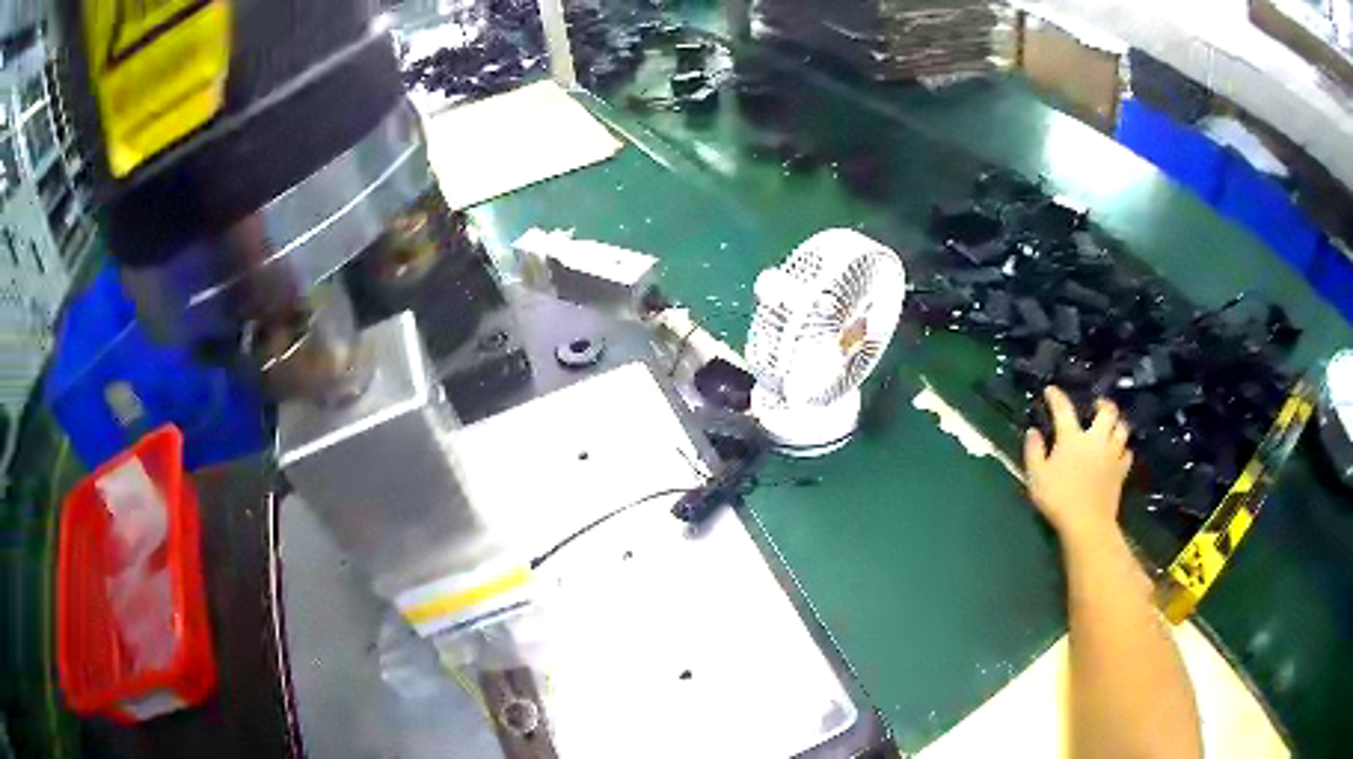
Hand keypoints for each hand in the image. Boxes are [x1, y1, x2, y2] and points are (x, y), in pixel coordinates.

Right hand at [1024, 386, 1132, 543]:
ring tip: (1111, 427)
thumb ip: (1034, 452)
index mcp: (1072, 438)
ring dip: (1117, 425)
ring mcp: (1111, 454)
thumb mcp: (1036, 477)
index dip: (1057, 396)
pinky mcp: (1121, 471)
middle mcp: (1095, 439)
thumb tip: (1033, 432)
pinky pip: (1127, 453)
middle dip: (1103, 404)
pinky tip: (1118, 453)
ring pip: (1122, 429)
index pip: (1064, 409)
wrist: (1087, 523)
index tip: (1051, 390)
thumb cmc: (1058, 499)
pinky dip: (1123, 450)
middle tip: (1097, 405)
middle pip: (1107, 412)